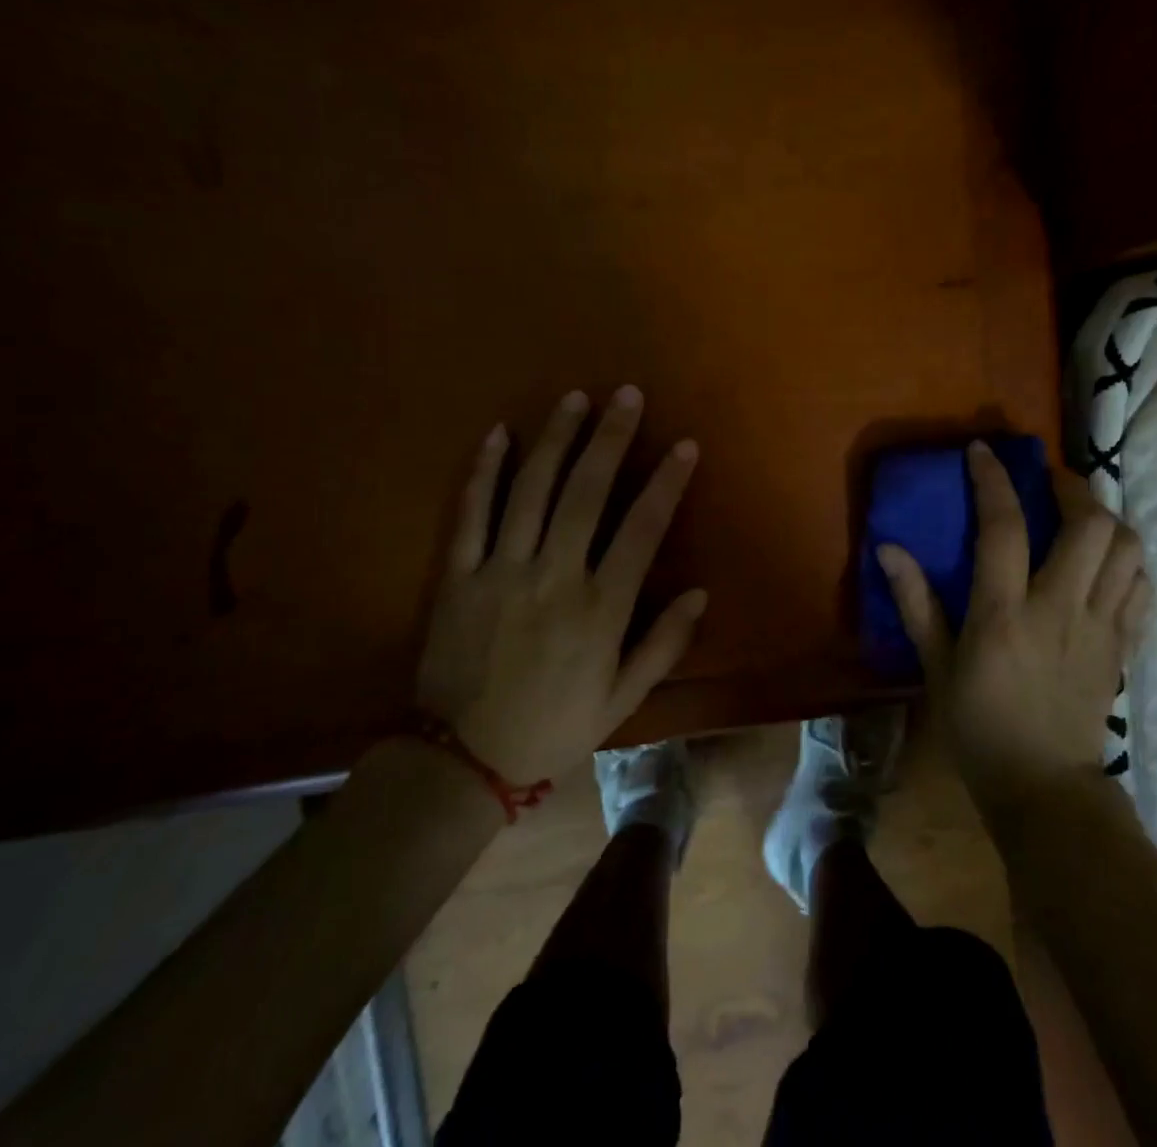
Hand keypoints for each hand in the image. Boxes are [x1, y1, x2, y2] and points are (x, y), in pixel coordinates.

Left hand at [415, 387, 705, 785]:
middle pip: (586, 492)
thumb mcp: (621, 700)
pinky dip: (485, 470)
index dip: (666, 483)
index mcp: (599, 608)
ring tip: (575, 398)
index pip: (641, 529)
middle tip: (627, 394)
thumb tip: (699, 593)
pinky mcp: (458, 575)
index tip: (684, 445)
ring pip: (532, 490)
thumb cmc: (553, 728)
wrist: (461, 761)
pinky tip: (500, 433)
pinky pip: (471, 513)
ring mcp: (501, 570)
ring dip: (556, 439)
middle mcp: (553, 576)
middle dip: (611, 438)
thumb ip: (663, 645)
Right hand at [877, 441, 1147, 816]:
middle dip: (1071, 487)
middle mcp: (1060, 609)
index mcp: (1005, 614)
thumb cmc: (979, 727)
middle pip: (1089, 526)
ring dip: (1106, 518)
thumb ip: (915, 603)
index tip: (983, 451)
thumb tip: (888, 548)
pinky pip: (1141, 587)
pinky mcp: (1123, 646)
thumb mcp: (935, 667)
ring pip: (1126, 550)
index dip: (994, 480)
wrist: (1044, 788)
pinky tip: (1108, 558)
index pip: (1005, 527)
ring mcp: (1101, 627)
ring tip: (1081, 513)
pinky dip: (1129, 559)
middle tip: (1048, 479)